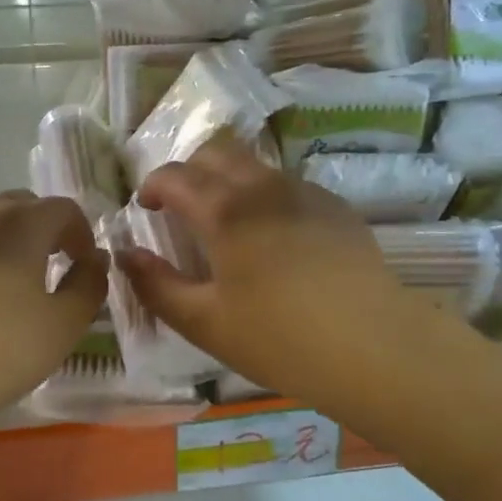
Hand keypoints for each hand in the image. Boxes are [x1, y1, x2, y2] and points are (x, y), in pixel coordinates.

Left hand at [0, 192, 105, 419]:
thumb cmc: (1, 348)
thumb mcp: (64, 324)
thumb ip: (89, 284)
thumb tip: (94, 259)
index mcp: (22, 223)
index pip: (63, 208)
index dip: (80, 232)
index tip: (82, 263)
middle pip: (18, 206)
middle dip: (40, 229)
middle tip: (47, 267)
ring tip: (1, 283)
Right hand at [121, 134, 415, 402]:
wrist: (375, 348)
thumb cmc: (279, 339)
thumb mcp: (204, 323)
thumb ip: (156, 285)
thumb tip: (126, 255)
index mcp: (226, 210)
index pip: (175, 175)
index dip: (152, 186)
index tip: (146, 208)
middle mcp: (264, 187)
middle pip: (217, 152)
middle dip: (190, 172)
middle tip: (182, 209)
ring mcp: (306, 193)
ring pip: (255, 166)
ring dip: (229, 181)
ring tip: (228, 226)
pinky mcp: (336, 208)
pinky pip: (288, 186)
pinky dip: (265, 197)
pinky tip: (275, 241)